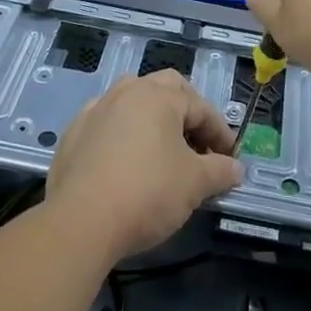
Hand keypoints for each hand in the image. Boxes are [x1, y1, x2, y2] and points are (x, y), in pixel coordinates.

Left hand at [46, 70, 243, 263]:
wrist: (81, 222)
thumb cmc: (148, 193)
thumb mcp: (195, 184)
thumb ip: (220, 171)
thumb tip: (237, 169)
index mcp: (158, 96)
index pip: (200, 107)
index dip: (220, 132)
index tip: (231, 159)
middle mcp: (126, 92)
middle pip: (165, 89)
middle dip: (187, 112)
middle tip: (198, 144)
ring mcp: (95, 110)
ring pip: (132, 101)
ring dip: (152, 118)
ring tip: (163, 149)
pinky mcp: (72, 134)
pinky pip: (106, 124)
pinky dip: (123, 135)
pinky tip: (126, 162)